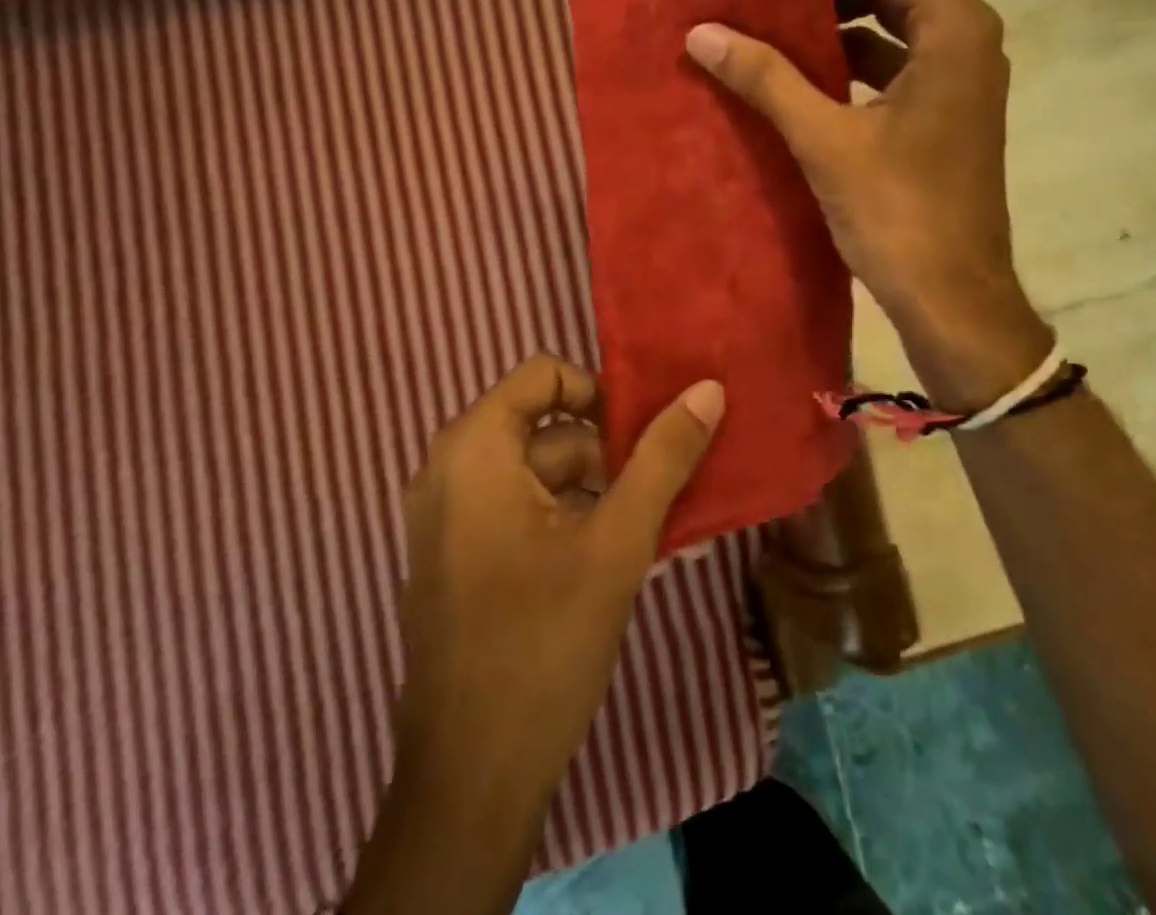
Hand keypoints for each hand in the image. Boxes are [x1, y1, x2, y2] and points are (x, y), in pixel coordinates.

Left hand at [394, 355, 723, 803]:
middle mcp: (449, 469)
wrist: (470, 779)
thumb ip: (663, 457)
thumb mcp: (618, 540)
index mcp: (474, 448)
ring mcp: (447, 516)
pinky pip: (517, 509)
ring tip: (653, 526)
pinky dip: (566, 517)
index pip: (544, 375)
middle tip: (662, 484)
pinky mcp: (455, 556)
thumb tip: (708, 388)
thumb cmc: (543, 641)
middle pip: (543, 426)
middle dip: (607, 450)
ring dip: (596, 489)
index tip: (644, 434)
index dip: (599, 393)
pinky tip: (616, 556)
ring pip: (535, 472)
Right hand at [684, 0, 1051, 410]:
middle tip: (752, 2)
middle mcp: (966, 41)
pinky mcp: (943, 115)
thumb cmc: (899, 214)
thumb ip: (766, 78)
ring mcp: (958, 80)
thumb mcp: (825, 140)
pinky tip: (794, 84)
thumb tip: (701, 32)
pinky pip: (889, 69)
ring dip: (828, 30)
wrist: (953, 300)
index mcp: (953, 29)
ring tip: (763, 37)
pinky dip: (844, 68)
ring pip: (886, 29)